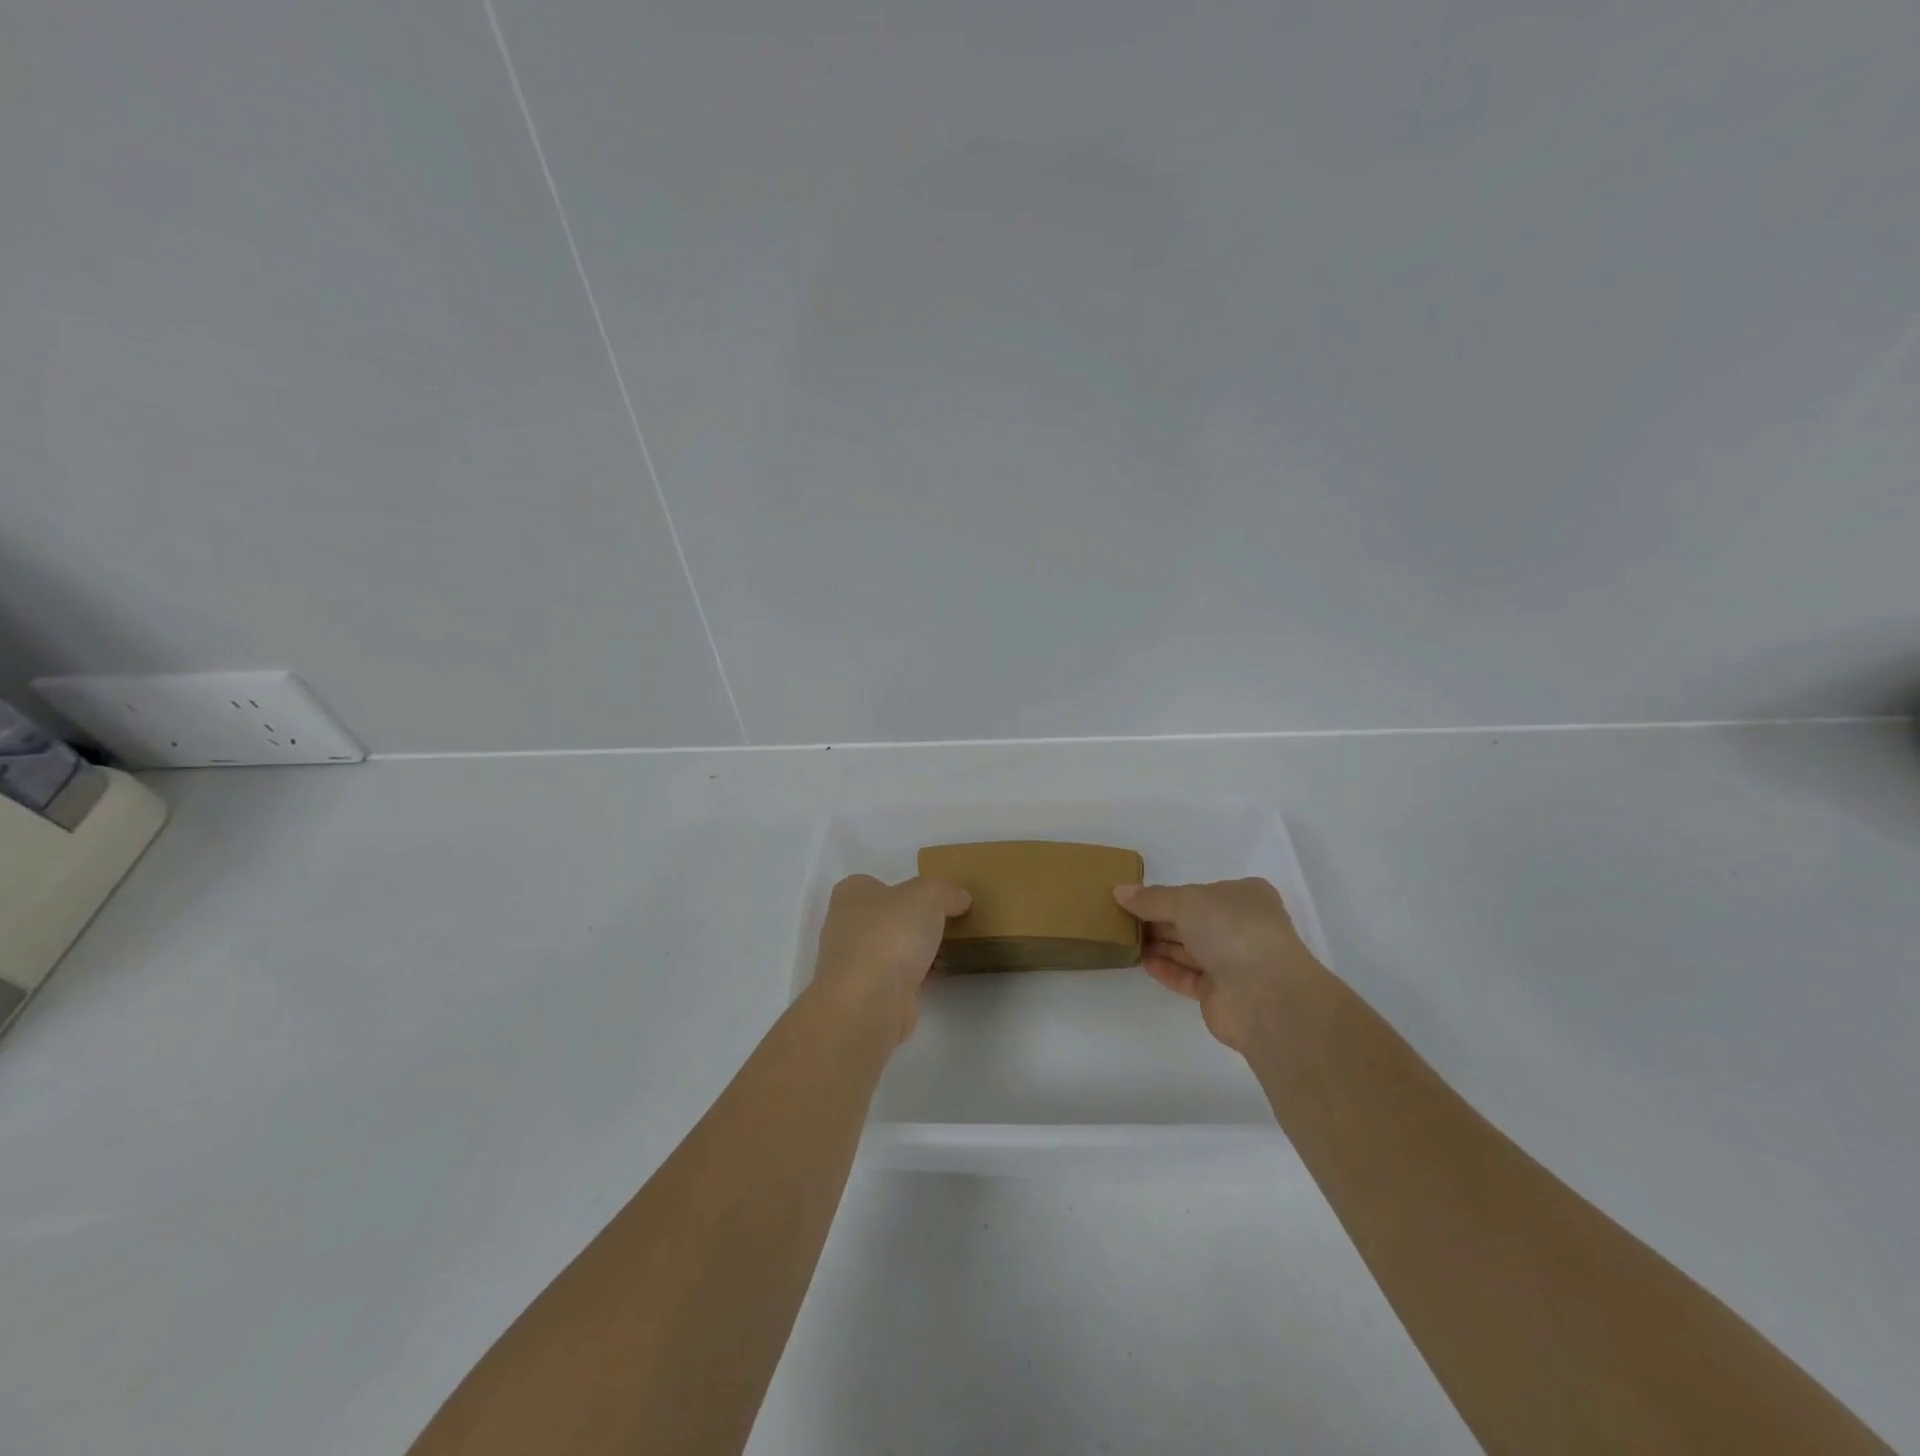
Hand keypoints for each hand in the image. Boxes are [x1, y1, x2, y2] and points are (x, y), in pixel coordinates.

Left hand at [810, 874, 970, 1044]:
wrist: (869, 1001)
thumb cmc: (890, 933)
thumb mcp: (927, 895)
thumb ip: (945, 892)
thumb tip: (960, 898)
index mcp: (851, 894)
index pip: (875, 884)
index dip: (903, 888)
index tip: (933, 897)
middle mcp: (845, 926)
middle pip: (885, 918)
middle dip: (912, 921)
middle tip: (947, 922)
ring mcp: (854, 964)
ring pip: (892, 950)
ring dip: (915, 952)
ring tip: (951, 948)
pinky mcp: (868, 995)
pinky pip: (899, 978)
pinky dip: (918, 977)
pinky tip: (942, 975)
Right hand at [1114, 877, 1323, 1052]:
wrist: (1265, 995)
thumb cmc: (1231, 930)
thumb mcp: (1186, 901)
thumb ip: (1151, 898)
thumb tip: (1119, 891)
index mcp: (1243, 896)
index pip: (1199, 892)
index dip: (1167, 895)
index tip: (1135, 898)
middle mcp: (1241, 926)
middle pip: (1192, 920)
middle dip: (1158, 920)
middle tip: (1121, 918)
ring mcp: (1234, 962)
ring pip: (1189, 949)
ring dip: (1158, 944)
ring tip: (1124, 938)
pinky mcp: (1221, 994)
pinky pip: (1187, 976)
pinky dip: (1165, 968)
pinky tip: (1141, 961)